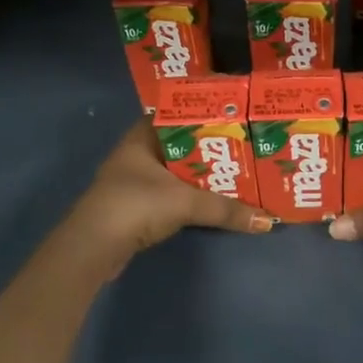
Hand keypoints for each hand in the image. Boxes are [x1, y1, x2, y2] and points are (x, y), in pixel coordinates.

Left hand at [72, 120, 273, 264]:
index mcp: (141, 138)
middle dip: (207, 148)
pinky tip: (210, 200)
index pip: (174, 115)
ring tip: (234, 173)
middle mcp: (135, 155)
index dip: (201, 115)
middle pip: (178, 145)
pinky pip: (169, 194)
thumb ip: (226, 209)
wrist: (94, 247)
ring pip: (174, 172)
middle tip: (241, 147)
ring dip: (198, 175)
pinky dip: (188, 196)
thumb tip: (268, 221)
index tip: (230, 118)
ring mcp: (132, 182)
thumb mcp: (185, 202)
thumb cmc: (136, 206)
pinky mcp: (134, 208)